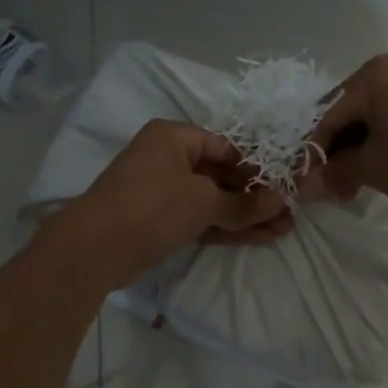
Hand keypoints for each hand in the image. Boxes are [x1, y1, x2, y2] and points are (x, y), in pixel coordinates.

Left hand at [63, 119, 292, 284]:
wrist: (97, 249)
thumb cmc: (152, 206)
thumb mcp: (203, 201)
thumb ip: (244, 205)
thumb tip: (281, 203)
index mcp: (174, 138)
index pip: (224, 146)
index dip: (255, 166)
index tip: (283, 184)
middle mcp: (169, 160)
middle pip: (221, 175)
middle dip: (255, 196)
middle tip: (289, 212)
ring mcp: (165, 194)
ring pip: (214, 202)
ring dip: (246, 216)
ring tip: (284, 229)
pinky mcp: (164, 223)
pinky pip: (203, 221)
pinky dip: (228, 229)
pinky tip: (260, 238)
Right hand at [302, 54, 387, 224]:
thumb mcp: (370, 168)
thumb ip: (335, 171)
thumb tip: (307, 185)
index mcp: (376, 74)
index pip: (330, 115)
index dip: (315, 152)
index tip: (307, 182)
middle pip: (356, 112)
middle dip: (341, 151)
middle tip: (333, 186)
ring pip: (382, 118)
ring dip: (365, 150)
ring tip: (359, 184)